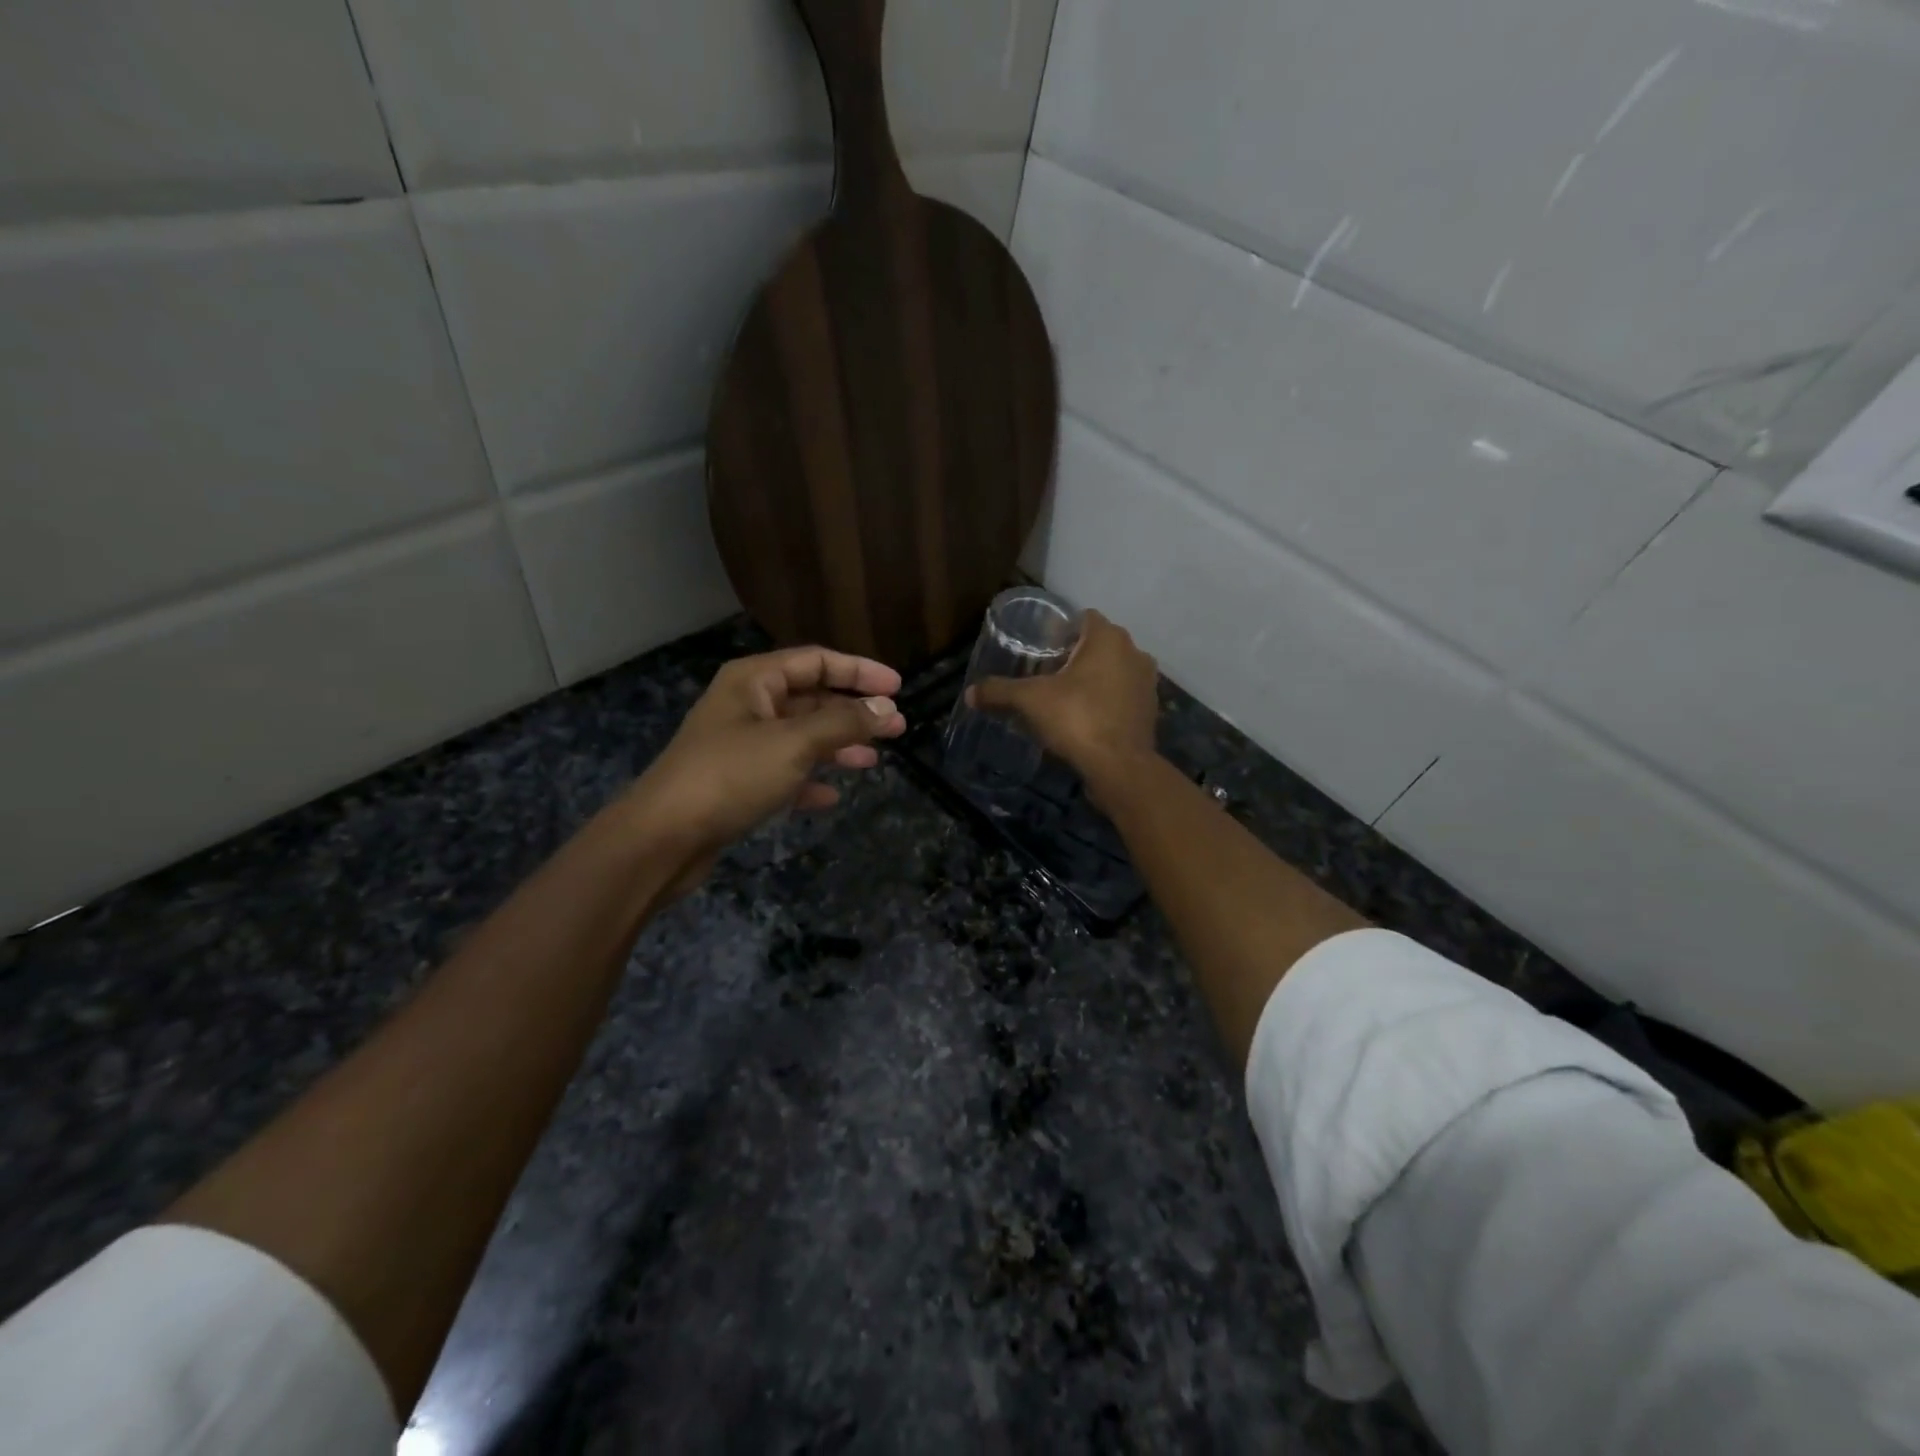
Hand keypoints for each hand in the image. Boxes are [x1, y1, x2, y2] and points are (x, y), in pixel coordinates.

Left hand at [619, 645, 906, 895]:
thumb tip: (886, 708)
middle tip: (896, 728)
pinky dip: (809, 780)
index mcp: (754, 681)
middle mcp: (747, 705)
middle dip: (854, 713)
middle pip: (811, 699)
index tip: (898, 687)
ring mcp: (740, 745)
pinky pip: (784, 772)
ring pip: (800, 737)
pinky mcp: (737, 782)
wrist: (662, 838)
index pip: (816, 661)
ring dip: (837, 746)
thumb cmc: (730, 776)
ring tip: (873, 762)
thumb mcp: (794, 743)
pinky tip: (832, 796)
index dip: (859, 671)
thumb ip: (843, 723)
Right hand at [969, 609, 1158, 790]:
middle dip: (1075, 655)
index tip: (1040, 647)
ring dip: (1092, 679)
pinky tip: (1084, 718)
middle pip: (1098, 644)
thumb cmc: (1077, 719)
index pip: (1084, 618)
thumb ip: (999, 692)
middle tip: (1046, 673)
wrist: (1119, 767)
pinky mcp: (1150, 710)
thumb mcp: (1030, 701)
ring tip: (1064, 697)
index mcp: (1108, 638)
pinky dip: (1105, 700)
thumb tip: (970, 693)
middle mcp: (1134, 652)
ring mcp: (1146, 682)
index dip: (1061, 630)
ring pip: (1113, 670)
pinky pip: (1122, 695)